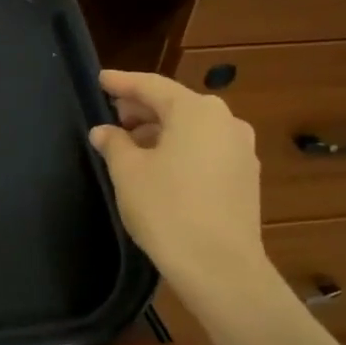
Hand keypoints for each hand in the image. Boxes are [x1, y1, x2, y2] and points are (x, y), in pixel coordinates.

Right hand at [89, 71, 271, 301]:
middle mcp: (226, 121)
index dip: (122, 82)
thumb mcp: (128, 172)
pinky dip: (179, 148)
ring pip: (192, 128)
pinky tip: (158, 166)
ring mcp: (241, 149)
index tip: (100, 79)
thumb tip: (105, 131)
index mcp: (196, 111)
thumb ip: (114, 144)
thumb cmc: (166, 209)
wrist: (218, 265)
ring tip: (131, 144)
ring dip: (160, 130)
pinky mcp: (245, 176)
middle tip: (112, 115)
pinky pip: (206, 148)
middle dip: (142, 108)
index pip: (152, 86)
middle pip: (176, 104)